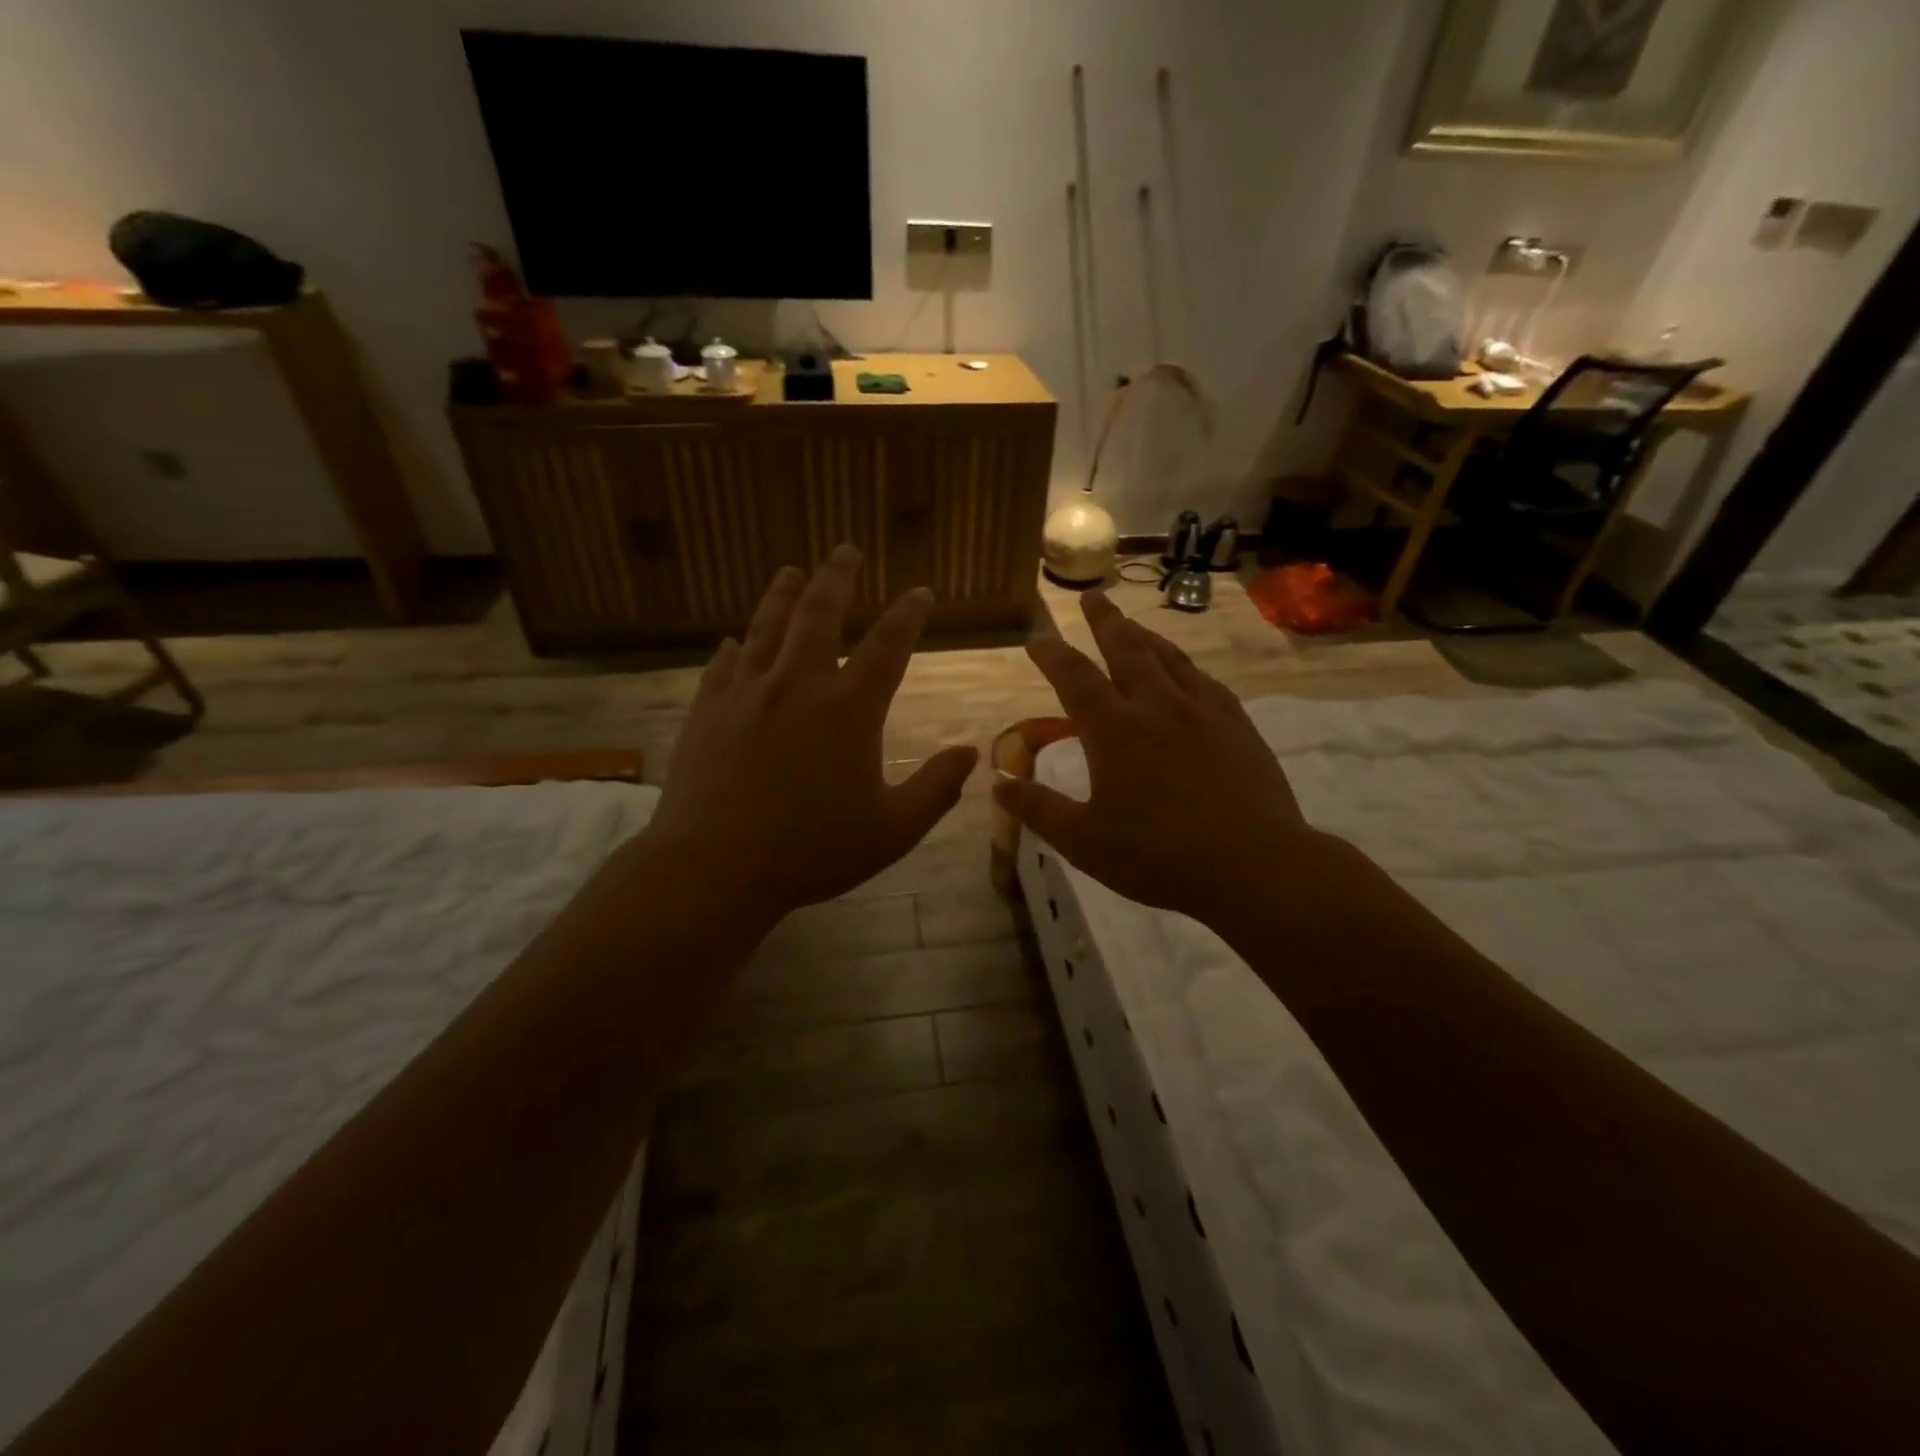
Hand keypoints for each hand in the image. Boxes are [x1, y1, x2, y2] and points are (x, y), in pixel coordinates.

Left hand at [639, 545, 977, 931]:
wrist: (715, 868)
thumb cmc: (813, 851)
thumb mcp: (893, 830)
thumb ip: (936, 789)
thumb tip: (970, 753)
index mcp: (848, 710)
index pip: (889, 646)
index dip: (909, 615)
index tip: (920, 592)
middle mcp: (798, 685)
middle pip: (820, 614)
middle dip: (837, 577)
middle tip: (845, 550)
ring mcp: (746, 694)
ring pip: (766, 627)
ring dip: (783, 595)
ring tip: (791, 571)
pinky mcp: (707, 712)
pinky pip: (722, 666)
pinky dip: (733, 649)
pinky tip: (732, 642)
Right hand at [993, 592, 1312, 926]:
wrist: (1252, 864)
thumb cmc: (1158, 855)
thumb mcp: (1084, 841)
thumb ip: (1039, 810)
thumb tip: (999, 787)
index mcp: (1114, 731)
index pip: (1074, 677)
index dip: (1052, 654)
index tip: (1037, 639)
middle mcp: (1156, 706)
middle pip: (1125, 649)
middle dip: (1104, 621)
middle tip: (1091, 597)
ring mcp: (1201, 710)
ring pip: (1167, 657)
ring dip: (1144, 635)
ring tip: (1132, 623)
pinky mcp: (1236, 723)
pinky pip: (1204, 679)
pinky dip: (1185, 665)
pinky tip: (1186, 670)